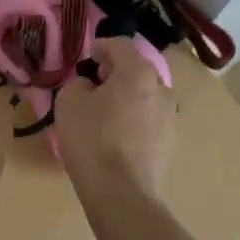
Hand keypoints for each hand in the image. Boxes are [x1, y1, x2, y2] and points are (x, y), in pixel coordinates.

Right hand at [56, 36, 174, 200]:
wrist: (121, 194)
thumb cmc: (92, 140)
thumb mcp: (69, 102)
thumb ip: (78, 83)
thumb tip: (89, 86)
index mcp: (138, 72)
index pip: (119, 45)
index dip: (100, 47)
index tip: (86, 57)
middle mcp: (161, 88)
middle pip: (136, 70)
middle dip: (114, 72)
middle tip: (93, 84)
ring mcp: (170, 116)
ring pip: (144, 95)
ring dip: (126, 96)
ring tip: (103, 112)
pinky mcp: (170, 141)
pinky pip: (148, 118)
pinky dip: (133, 118)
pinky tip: (115, 135)